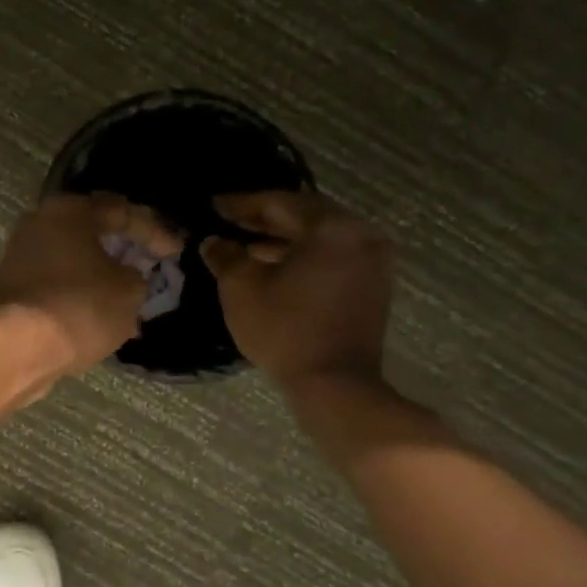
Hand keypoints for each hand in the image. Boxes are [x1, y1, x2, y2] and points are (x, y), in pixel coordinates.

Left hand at [0, 194, 181, 373]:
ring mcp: (18, 256)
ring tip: (125, 294)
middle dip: (121, 250)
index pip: (119, 211)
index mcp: (68, 211)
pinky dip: (77, 292)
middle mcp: (37, 223)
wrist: (23, 347)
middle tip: (146, 265)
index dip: (152, 231)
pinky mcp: (10, 288)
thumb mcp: (130, 290)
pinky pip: (54, 282)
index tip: (173, 252)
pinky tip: (97, 312)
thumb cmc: (83, 306)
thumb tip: (125, 275)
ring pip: (70, 259)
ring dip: (98, 274)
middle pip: (89, 232)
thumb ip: (136, 275)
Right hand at [201, 191, 392, 391]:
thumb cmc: (284, 329)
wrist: (335, 384)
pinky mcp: (373, 287)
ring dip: (283, 240)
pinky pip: (332, 258)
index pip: (278, 203)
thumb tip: (214, 241)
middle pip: (304, 216)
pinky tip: (276, 269)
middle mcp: (360, 235)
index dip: (241, 204)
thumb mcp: (241, 288)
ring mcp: (372, 261)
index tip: (213, 206)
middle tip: (229, 221)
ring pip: (320, 239)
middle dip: (264, 219)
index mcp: (331, 227)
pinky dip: (304, 258)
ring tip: (247, 247)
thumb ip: (225, 255)